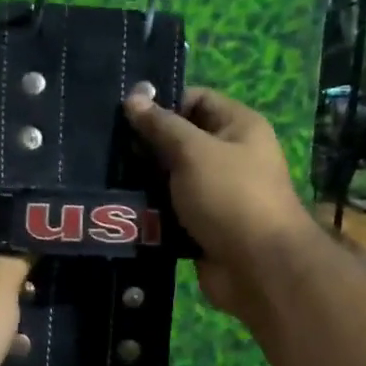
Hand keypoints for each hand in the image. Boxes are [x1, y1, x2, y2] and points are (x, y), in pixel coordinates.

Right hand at [125, 87, 311, 314]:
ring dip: (145, 182)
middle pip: (181, 141)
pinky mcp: (203, 226)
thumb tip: (133, 97)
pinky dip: (151, 213)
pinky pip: (171, 212)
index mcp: (239, 127)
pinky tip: (122, 210)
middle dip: (147, 146)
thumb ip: (161, 126)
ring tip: (107, 179)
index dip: (163, 103)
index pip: (196, 100)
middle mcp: (231, 156)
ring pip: (172, 180)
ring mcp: (217, 194)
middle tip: (108, 149)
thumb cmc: (230, 196)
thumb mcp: (193, 152)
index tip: (125, 115)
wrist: (258, 267)